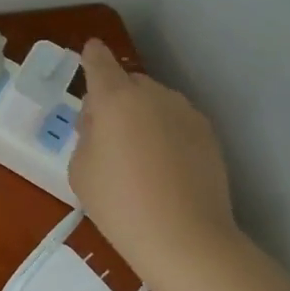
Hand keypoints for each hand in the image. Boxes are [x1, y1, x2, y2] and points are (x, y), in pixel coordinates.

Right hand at [69, 38, 244, 281]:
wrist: (185, 238)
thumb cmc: (119, 202)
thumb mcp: (80, 169)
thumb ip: (87, 136)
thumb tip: (103, 126)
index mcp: (115, 98)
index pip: (99, 62)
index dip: (92, 56)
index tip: (90, 52)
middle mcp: (153, 95)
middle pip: (129, 83)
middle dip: (116, 98)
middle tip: (105, 134)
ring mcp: (186, 113)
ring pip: (156, 102)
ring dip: (143, 116)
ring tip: (137, 155)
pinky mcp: (209, 135)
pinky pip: (177, 123)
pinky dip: (166, 134)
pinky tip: (163, 168)